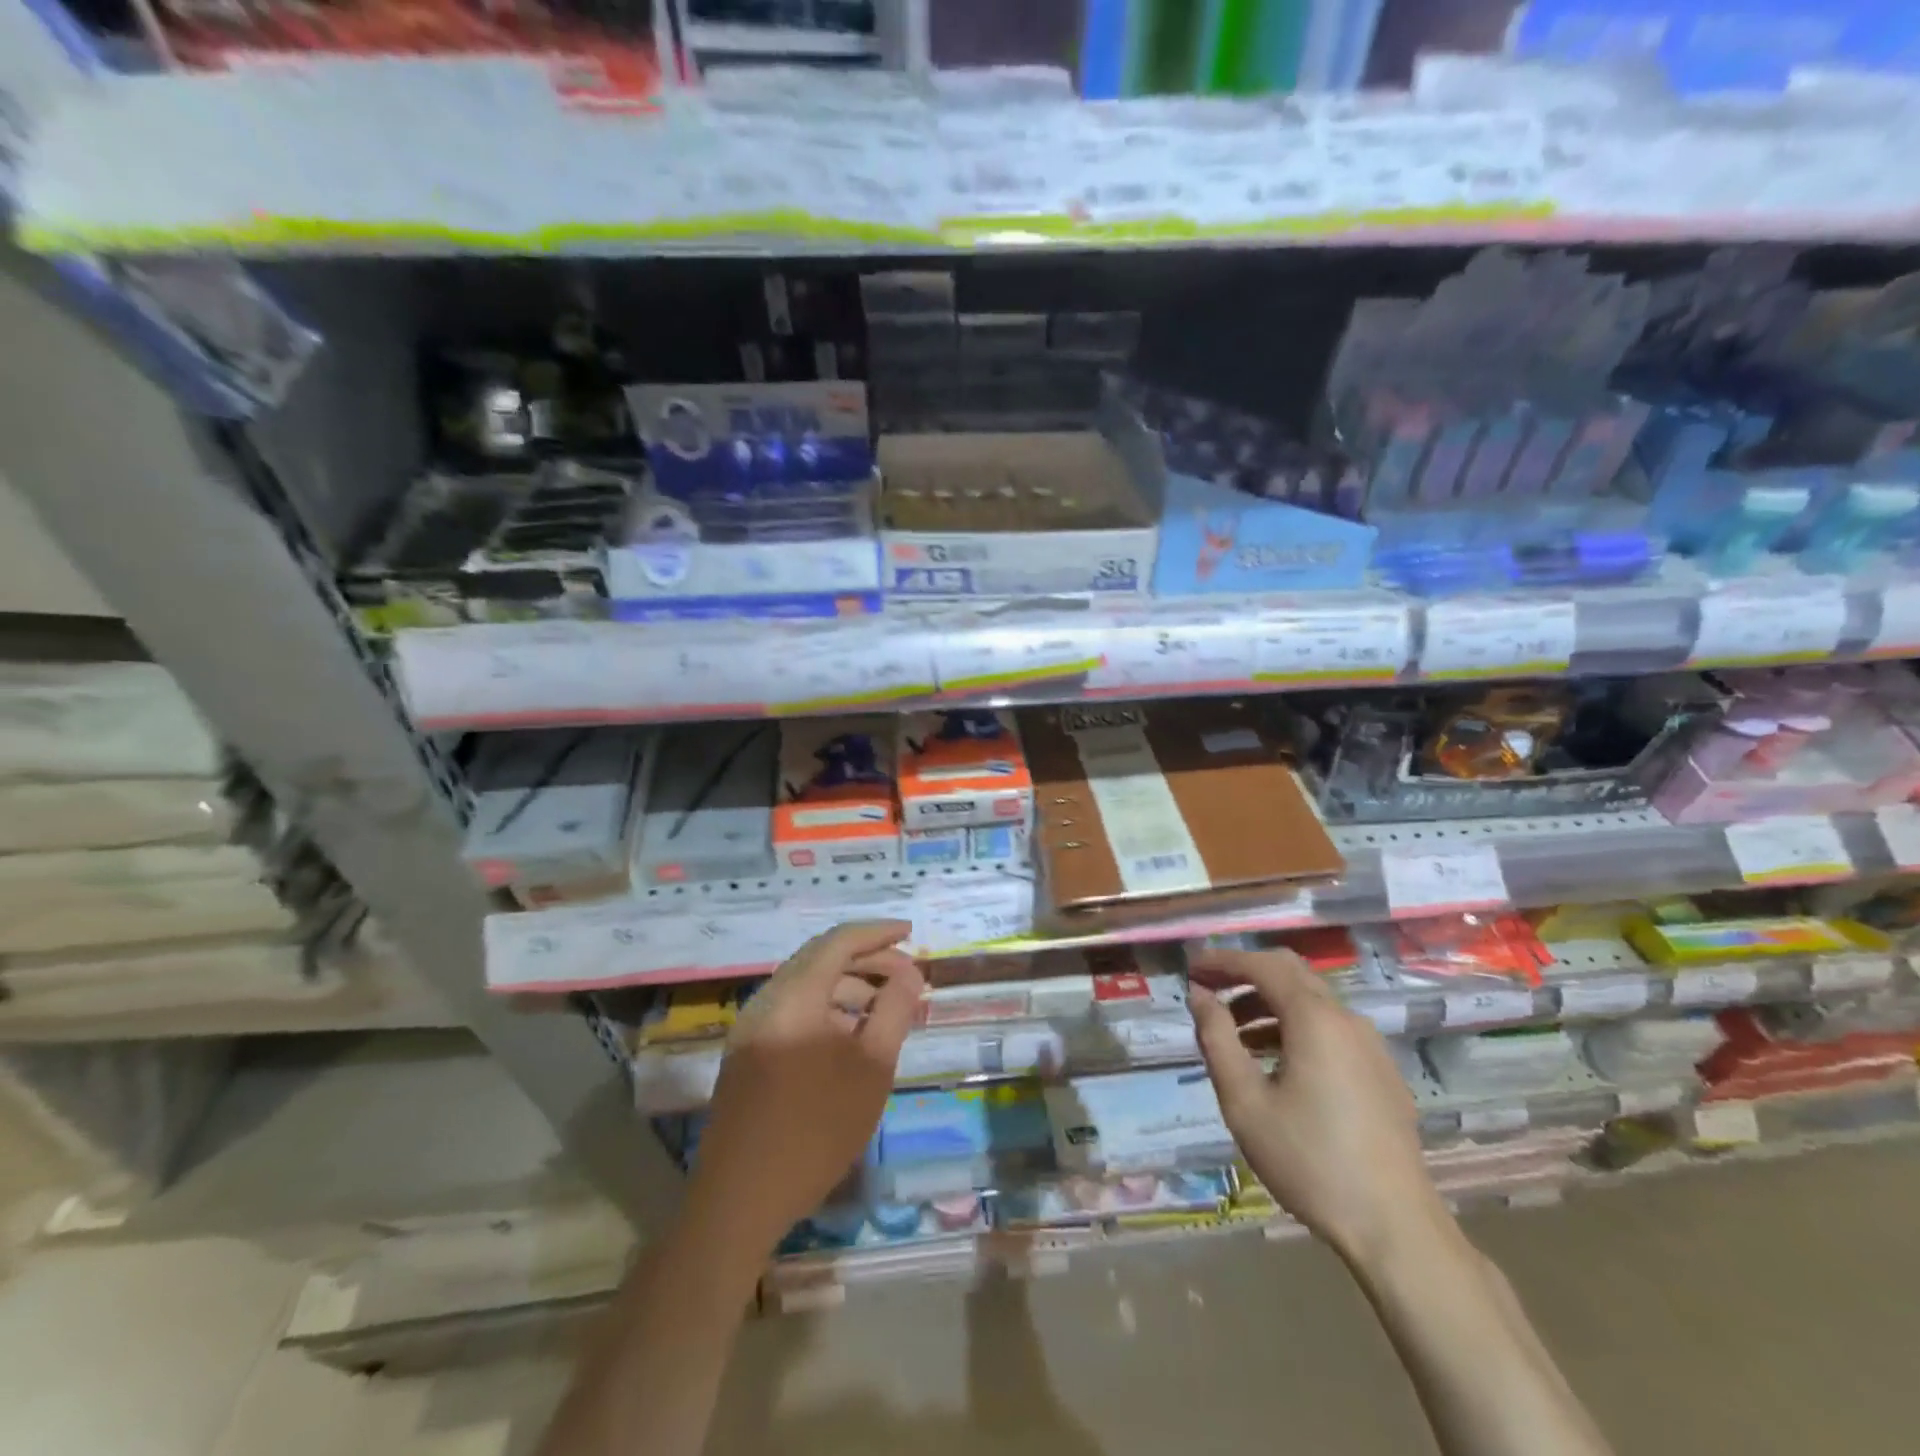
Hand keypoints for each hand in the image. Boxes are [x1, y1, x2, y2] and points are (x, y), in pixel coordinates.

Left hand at [687, 920, 923, 1255]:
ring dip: (847, 984)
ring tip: (885, 1005)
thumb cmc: (815, 1131)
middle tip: (906, 974)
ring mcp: (750, 1028)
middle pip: (819, 958)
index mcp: (793, 997)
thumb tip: (910, 974)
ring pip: (805, 984)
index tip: (911, 933)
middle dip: (866, 959)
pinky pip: (792, 1010)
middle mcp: (766, 1001)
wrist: (740, 1201)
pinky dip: (826, 1007)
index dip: (877, 933)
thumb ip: (893, 1011)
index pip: (838, 942)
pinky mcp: (746, 1053)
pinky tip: (850, 1033)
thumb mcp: (871, 1069)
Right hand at [1188, 947, 1447, 1265]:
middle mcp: (1347, 1019)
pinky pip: (1331, 1029)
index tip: (1190, 969)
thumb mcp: (1244, 1101)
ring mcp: (1371, 1046)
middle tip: (1208, 991)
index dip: (1222, 961)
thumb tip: (1199, 995)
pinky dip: (1295, 1027)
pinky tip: (1276, 1064)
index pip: (1262, 965)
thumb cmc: (1309, 1160)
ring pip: (1312, 1002)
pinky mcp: (1382, 1074)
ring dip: (1268, 1004)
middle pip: (1291, 973)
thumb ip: (1217, 1039)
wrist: (1395, 1228)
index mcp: (1314, 1019)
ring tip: (1233, 1035)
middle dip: (1245, 975)